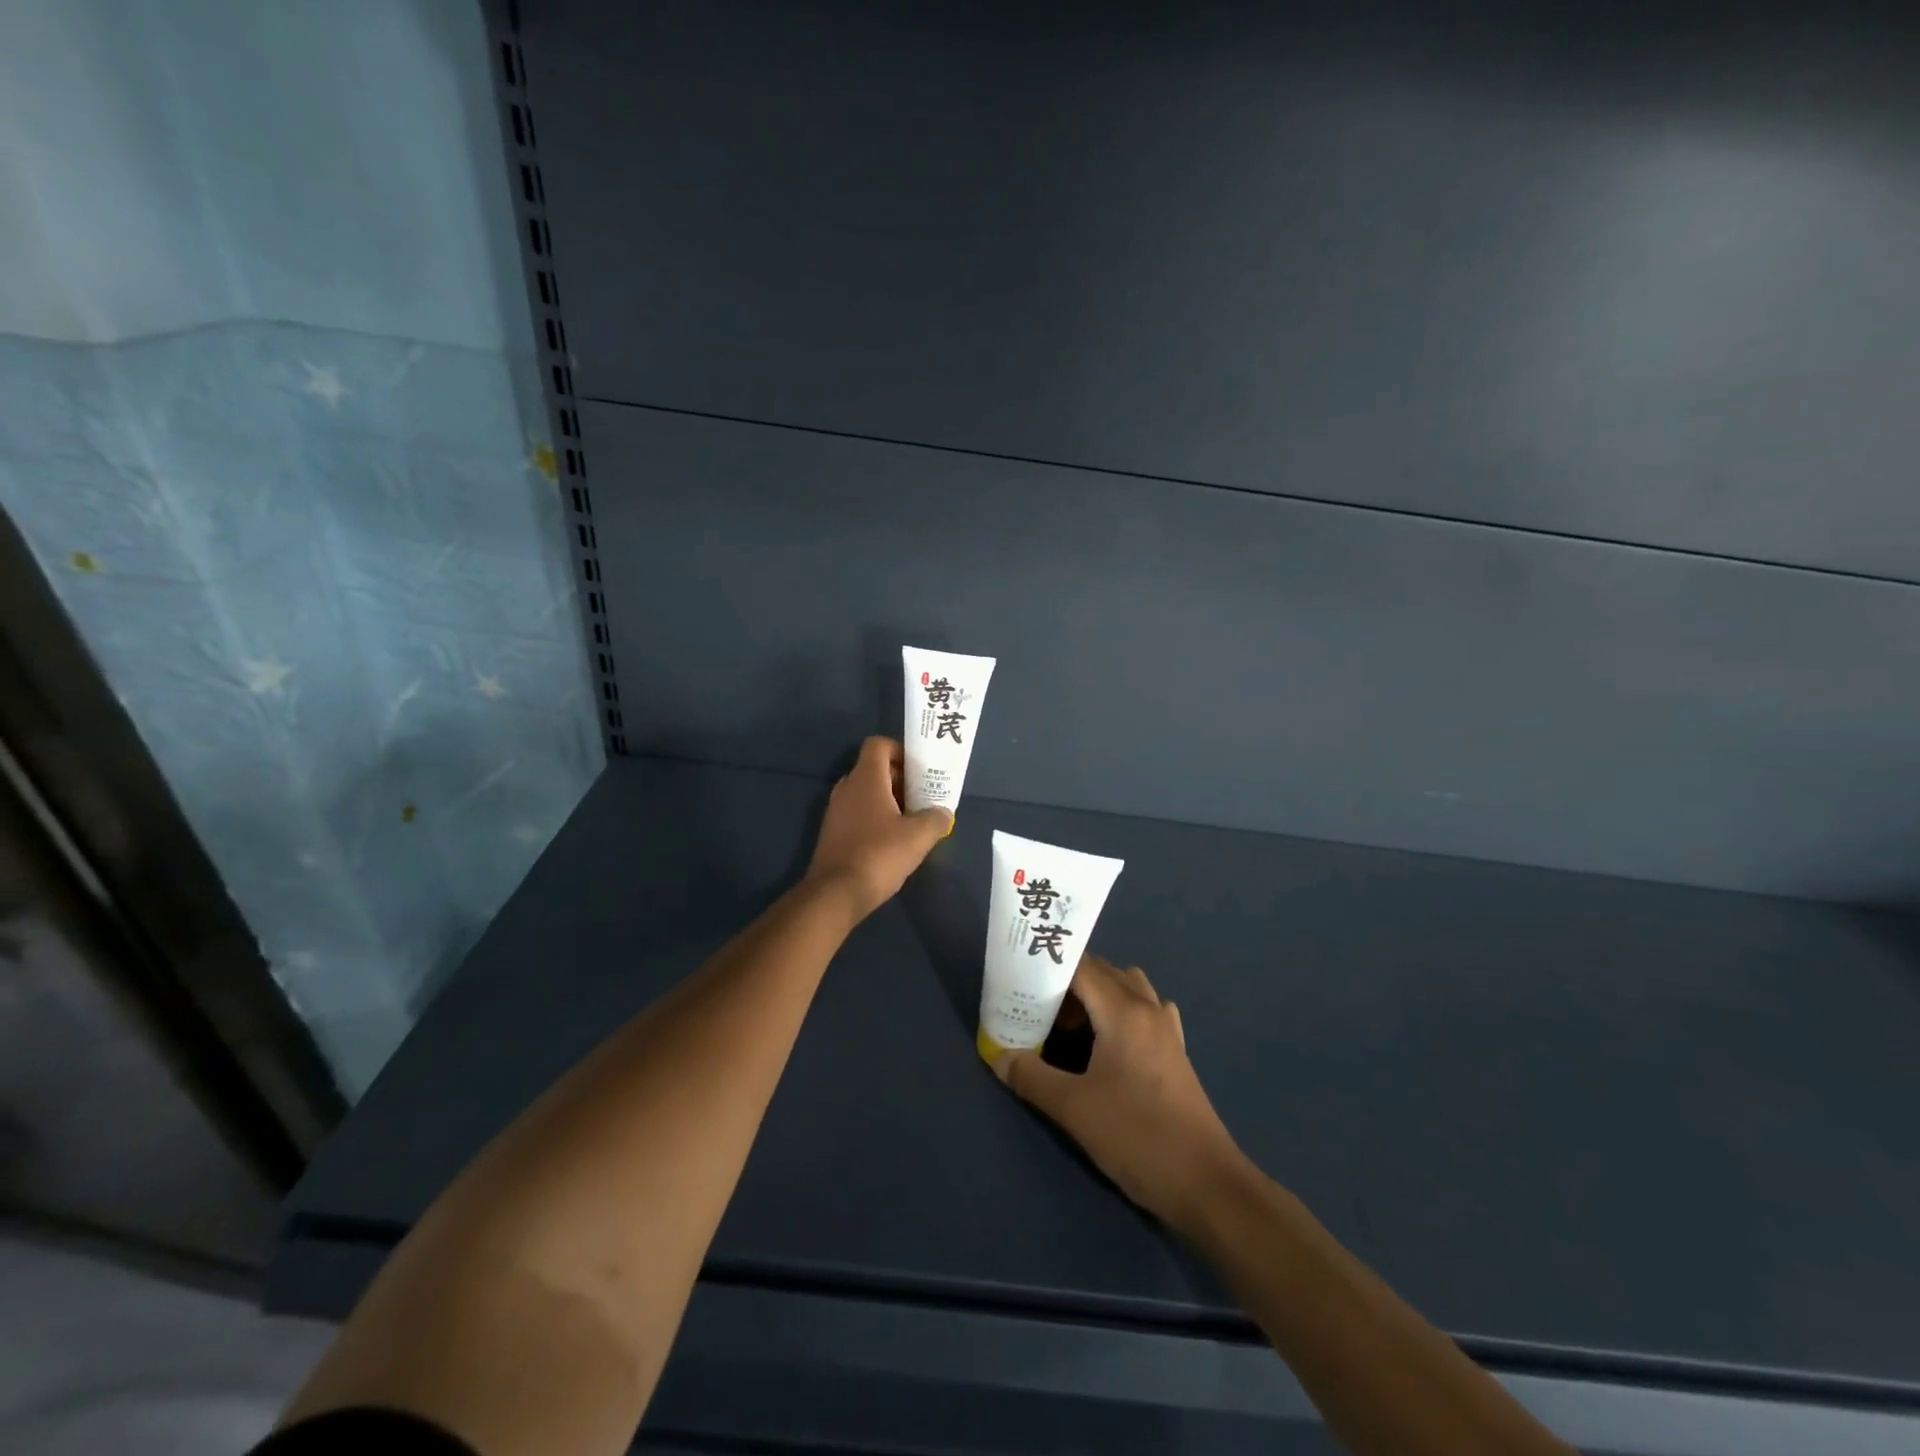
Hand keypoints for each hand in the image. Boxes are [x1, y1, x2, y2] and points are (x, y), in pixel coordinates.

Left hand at [806, 736, 951, 922]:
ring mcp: (836, 811)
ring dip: (888, 801)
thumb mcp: (918, 836)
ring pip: (866, 794)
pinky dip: (875, 819)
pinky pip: (857, 814)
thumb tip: (943, 813)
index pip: (878, 744)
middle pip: (874, 769)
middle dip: (900, 779)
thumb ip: (936, 818)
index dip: (900, 751)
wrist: (836, 894)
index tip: (919, 770)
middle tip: (923, 797)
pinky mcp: (833, 834)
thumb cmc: (879, 854)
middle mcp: (847, 788)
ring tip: (912, 820)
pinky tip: (892, 841)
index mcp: (865, 778)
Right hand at [994, 954, 1246, 1233]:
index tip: (1020, 979)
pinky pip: (1143, 1012)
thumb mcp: (1074, 1109)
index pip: (1082, 967)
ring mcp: (1166, 1030)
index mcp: (1124, 1011)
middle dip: (1068, 983)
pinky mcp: (1175, 1052)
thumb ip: (1032, 1077)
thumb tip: (998, 1056)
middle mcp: (1148, 1009)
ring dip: (1096, 996)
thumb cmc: (1138, 1137)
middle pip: (1104, 973)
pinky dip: (1119, 1013)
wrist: (1207, 1184)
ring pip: (1126, 989)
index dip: (1050, 968)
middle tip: (1035, 1007)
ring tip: (1069, 1026)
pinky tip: (1105, 1046)